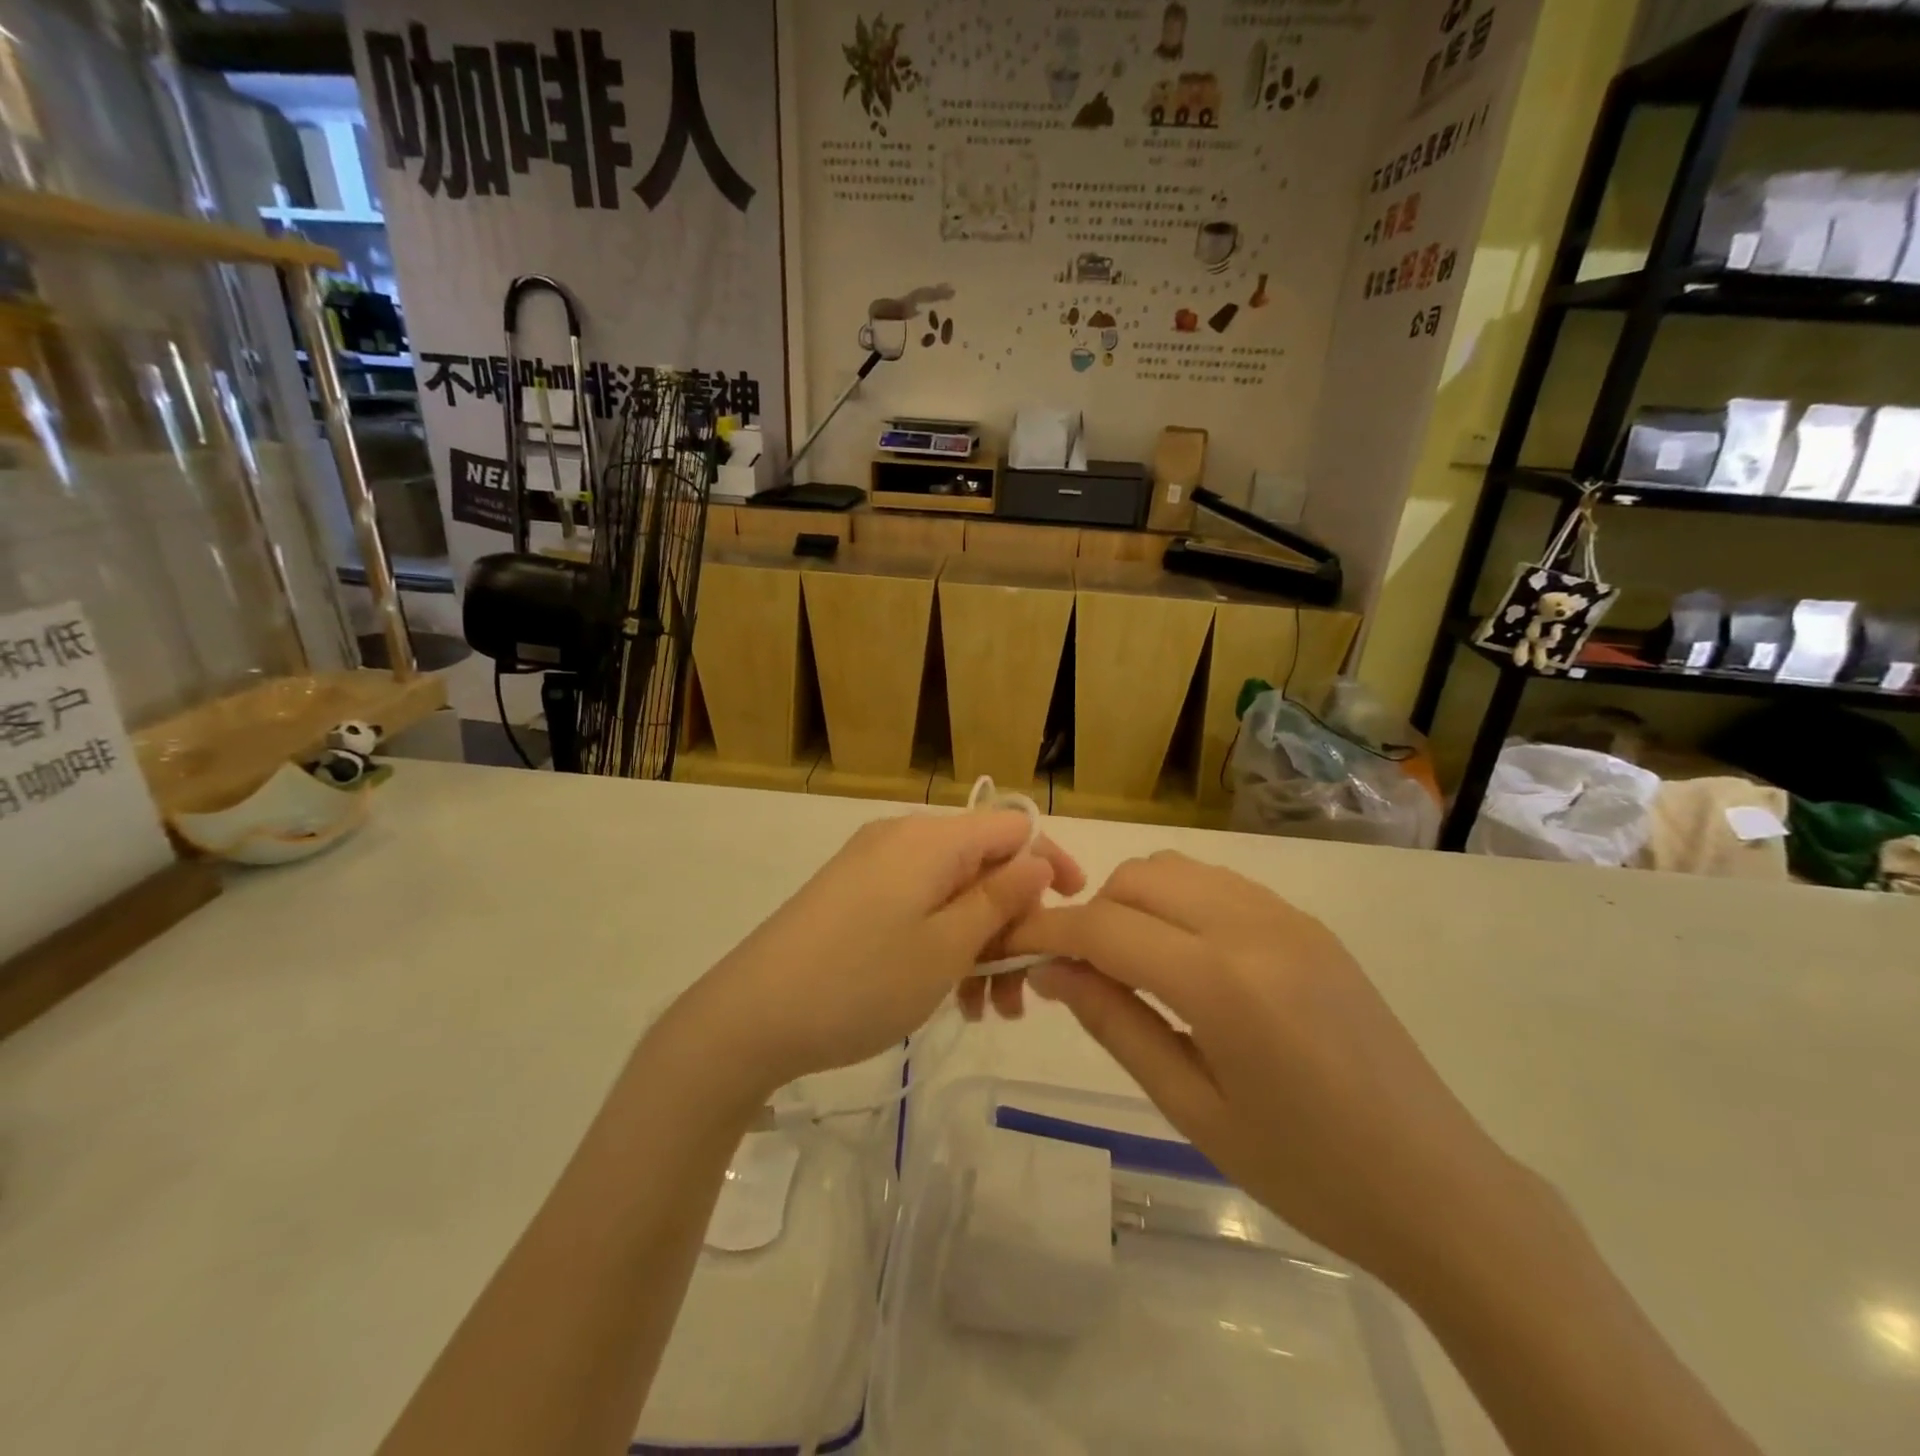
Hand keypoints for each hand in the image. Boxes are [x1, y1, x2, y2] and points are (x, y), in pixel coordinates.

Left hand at [672, 812, 1083, 1098]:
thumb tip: (1038, 861)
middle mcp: (903, 839)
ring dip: (980, 945)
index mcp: (930, 839)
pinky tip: (949, 998)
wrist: (750, 1016)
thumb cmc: (861, 981)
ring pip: (951, 894)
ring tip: (989, 1012)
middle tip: (1025, 991)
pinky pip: (917, 907)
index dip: (1050, 863)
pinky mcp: (853, 896)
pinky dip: (942, 944)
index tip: (1075, 911)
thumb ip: (999, 900)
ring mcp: (873, 867)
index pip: (1012, 828)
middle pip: (982, 866)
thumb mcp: (946, 947)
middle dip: (1014, 924)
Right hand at [1005, 851, 1524, 1287]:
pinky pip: (1218, 884)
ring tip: (1127, 964)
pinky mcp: (1307, 922)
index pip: (1105, 927)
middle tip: (1077, 972)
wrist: (1438, 1185)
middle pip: (1137, 879)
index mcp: (1223, 982)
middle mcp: (1253, 926)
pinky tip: (1182, 957)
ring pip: (1176, 869)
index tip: (1011, 947)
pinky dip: (1178, 902)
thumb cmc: (1307, 1170)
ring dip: (1133, 901)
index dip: (1047, 932)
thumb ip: (1116, 1024)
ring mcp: (1287, 916)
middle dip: (1091, 913)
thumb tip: (1051, 973)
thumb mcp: (1193, 1108)